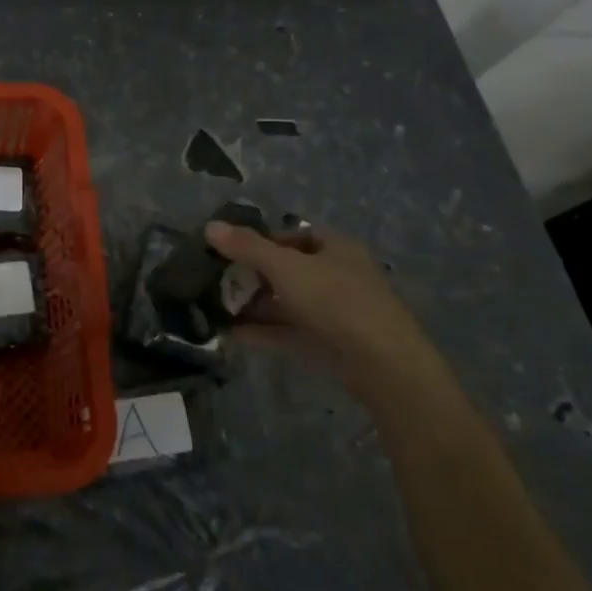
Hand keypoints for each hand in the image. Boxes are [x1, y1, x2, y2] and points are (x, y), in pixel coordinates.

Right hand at [205, 222, 446, 407]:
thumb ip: (247, 247)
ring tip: (218, 308)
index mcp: (335, 248)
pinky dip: (264, 331)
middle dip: (254, 275)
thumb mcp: (286, 267)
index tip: (232, 249)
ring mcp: (334, 312)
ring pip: (288, 302)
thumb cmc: (335, 300)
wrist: (381, 364)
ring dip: (256, 305)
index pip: (295, 234)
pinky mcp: (329, 343)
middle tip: (220, 280)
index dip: (263, 239)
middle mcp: (336, 275)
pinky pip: (289, 331)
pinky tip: (233, 334)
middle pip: (289, 269)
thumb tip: (210, 226)